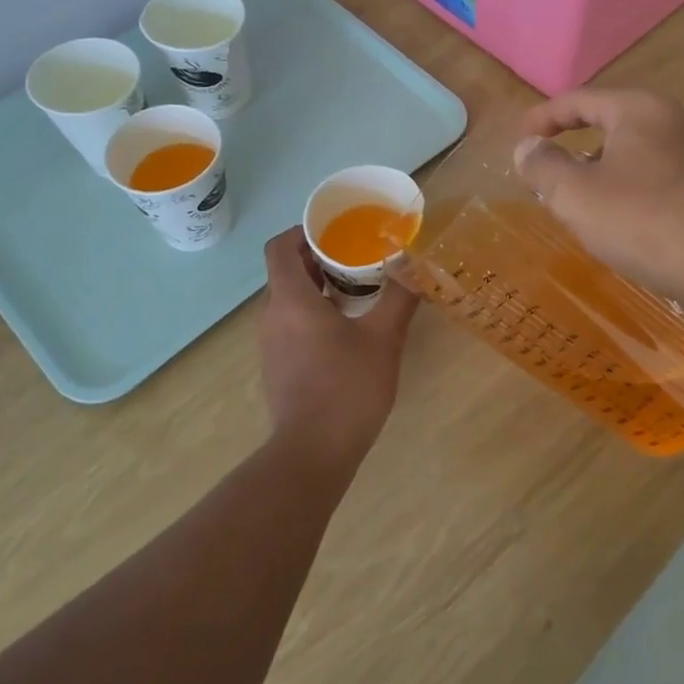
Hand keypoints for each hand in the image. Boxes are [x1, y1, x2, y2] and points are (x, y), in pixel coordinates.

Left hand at [256, 227, 418, 466]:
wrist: (314, 452)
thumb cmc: (348, 387)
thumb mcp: (384, 338)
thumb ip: (399, 296)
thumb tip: (414, 263)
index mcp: (291, 300)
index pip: (279, 247)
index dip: (303, 231)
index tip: (335, 232)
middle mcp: (271, 315)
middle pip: (285, 271)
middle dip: (319, 258)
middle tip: (357, 258)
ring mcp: (269, 343)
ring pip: (287, 298)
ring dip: (317, 287)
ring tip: (357, 290)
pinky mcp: (275, 365)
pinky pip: (288, 323)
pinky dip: (311, 312)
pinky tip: (345, 328)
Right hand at [515, 89, 683, 314]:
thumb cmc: (646, 223)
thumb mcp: (577, 195)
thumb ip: (544, 166)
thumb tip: (527, 147)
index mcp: (640, 110)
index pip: (581, 99)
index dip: (544, 117)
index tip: (520, 137)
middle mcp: (675, 123)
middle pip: (611, 125)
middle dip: (574, 148)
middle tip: (547, 175)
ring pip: (636, 157)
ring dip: (602, 175)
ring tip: (580, 206)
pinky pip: (658, 183)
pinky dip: (631, 194)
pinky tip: (624, 227)